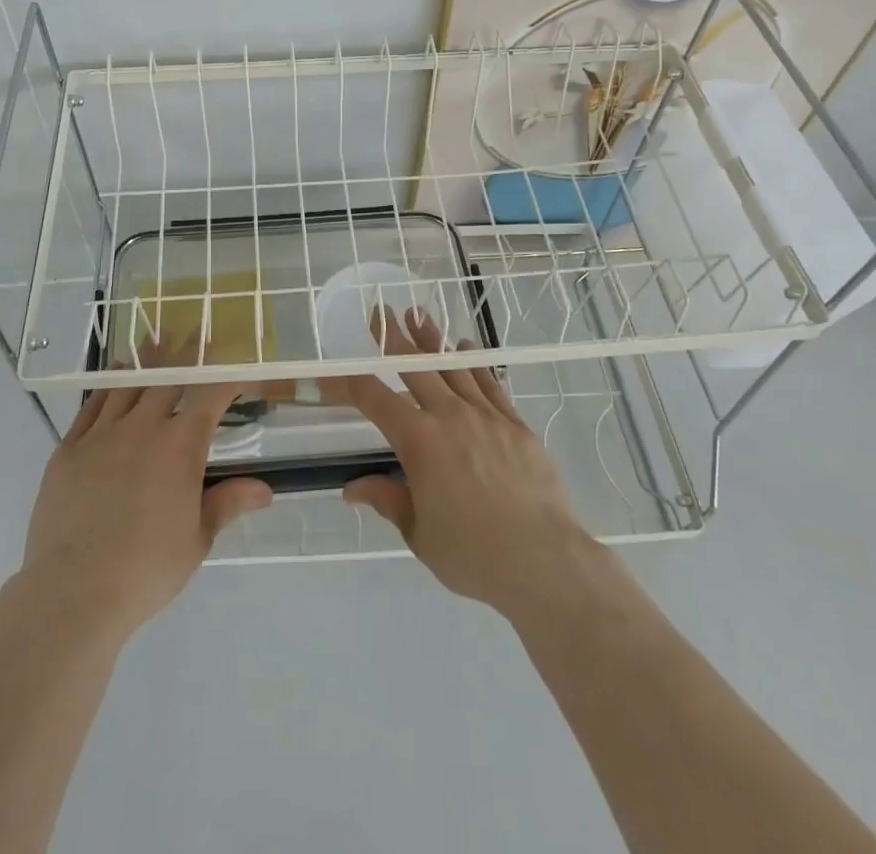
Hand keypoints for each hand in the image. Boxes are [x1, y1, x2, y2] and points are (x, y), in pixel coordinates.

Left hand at [18, 332, 271, 642]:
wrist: (73, 591)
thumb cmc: (146, 569)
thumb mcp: (196, 539)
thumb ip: (228, 503)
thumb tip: (266, 489)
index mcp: (180, 448)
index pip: (210, 396)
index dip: (225, 375)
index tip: (236, 362)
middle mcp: (143, 428)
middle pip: (168, 378)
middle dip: (186, 353)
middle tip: (195, 329)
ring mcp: (101, 435)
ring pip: (128, 384)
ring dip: (146, 360)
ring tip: (157, 337)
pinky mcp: (68, 449)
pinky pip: (92, 406)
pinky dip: (107, 386)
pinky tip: (114, 375)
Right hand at [330, 308, 600, 621]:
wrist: (544, 560)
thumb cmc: (473, 555)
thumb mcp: (420, 534)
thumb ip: (388, 500)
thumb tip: (352, 488)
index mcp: (419, 441)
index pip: (375, 399)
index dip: (348, 384)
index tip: (331, 375)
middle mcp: (450, 416)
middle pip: (416, 366)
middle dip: (394, 338)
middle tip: (381, 314)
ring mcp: (486, 415)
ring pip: (454, 366)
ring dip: (433, 339)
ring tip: (418, 315)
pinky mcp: (515, 424)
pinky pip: (490, 382)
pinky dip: (474, 362)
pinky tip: (466, 347)